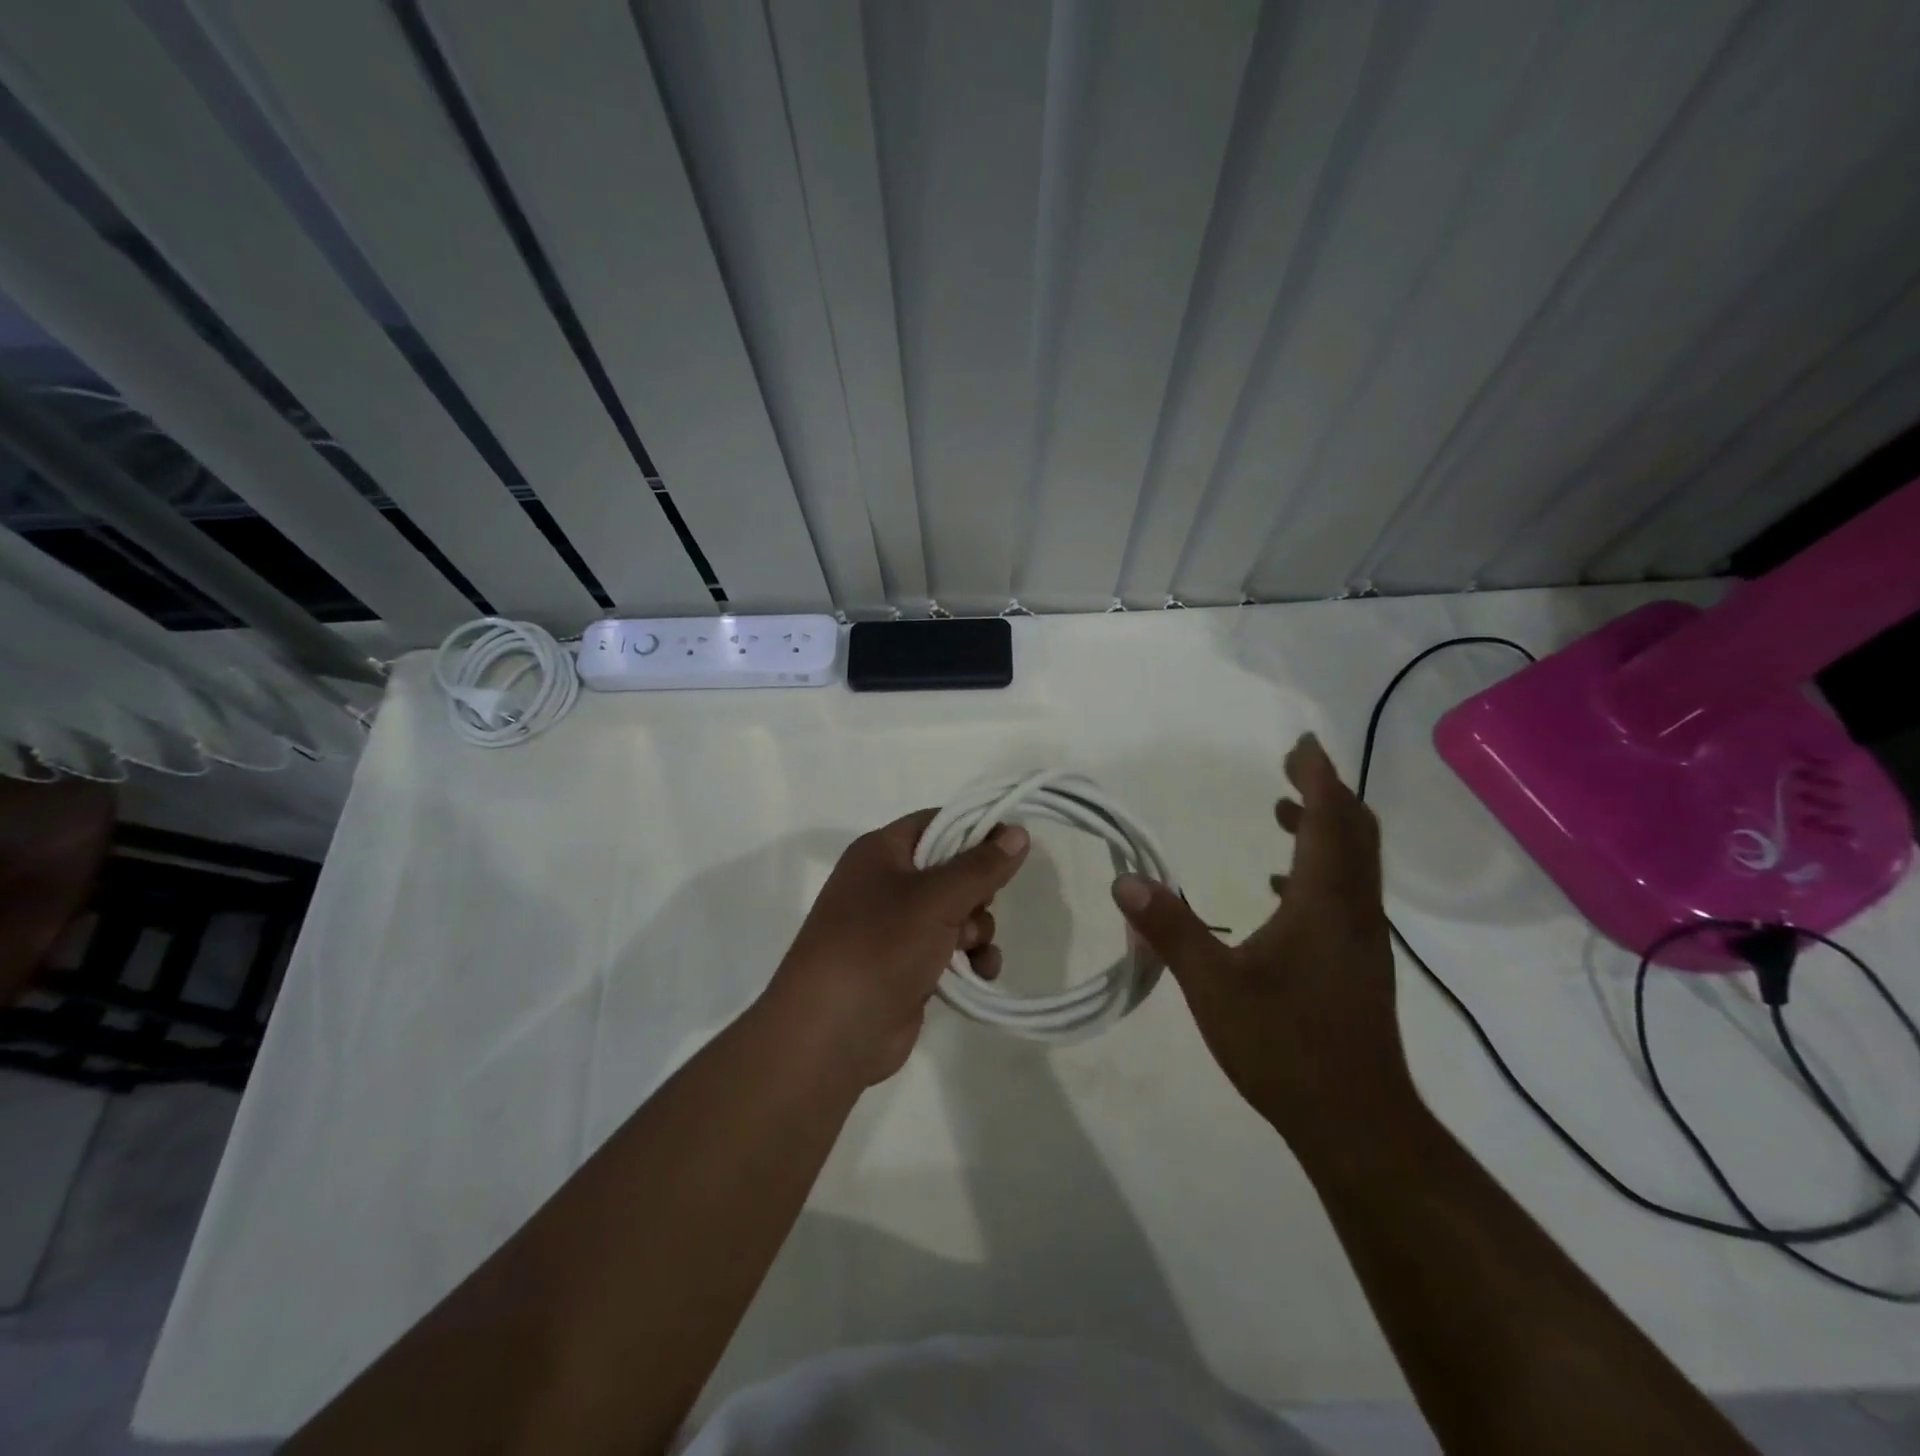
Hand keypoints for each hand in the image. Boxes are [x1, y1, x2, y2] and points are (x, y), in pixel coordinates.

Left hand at [769, 810, 1029, 1086]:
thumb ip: (981, 866)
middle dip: (977, 890)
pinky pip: (949, 949)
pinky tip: (982, 972)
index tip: (1013, 845)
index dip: (975, 830)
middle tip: (983, 904)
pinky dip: (970, 957)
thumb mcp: (936, 898)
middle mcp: (885, 883)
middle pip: (951, 869)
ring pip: (956, 912)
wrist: (832, 1033)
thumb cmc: (879, 945)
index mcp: (881, 852)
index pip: (936, 823)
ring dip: (977, 928)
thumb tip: (1018, 832)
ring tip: (972, 949)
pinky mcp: (906, 966)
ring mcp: (895, 928)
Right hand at [1111, 734, 1411, 1141]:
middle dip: (1326, 792)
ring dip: (1324, 829)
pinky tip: (1277, 888)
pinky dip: (1318, 870)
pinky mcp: (1359, 965)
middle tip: (1292, 766)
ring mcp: (1362, 940)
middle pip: (1354, 832)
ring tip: (1281, 812)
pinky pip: (1345, 894)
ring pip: (1354, 864)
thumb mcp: (1213, 986)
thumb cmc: (1285, 1046)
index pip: (1328, 820)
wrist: (1357, 1122)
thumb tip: (1125, 880)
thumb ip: (1170, 929)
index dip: (1317, 776)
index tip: (1301, 744)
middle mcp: (1354, 910)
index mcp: (1325, 903)